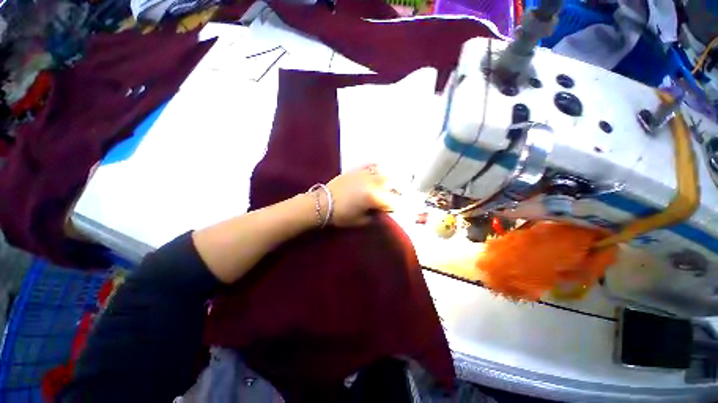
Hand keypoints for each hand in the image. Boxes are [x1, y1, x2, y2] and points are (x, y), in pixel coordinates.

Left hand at [326, 165, 393, 226]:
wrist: (323, 203)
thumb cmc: (341, 215)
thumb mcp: (360, 221)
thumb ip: (374, 216)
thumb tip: (380, 212)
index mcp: (374, 198)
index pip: (392, 201)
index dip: (394, 206)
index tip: (393, 209)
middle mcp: (372, 184)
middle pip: (391, 184)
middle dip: (395, 190)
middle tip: (392, 196)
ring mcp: (364, 175)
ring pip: (382, 173)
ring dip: (387, 179)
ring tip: (387, 183)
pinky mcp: (356, 170)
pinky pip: (369, 165)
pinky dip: (375, 167)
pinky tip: (377, 169)